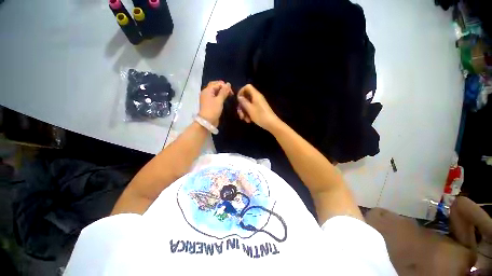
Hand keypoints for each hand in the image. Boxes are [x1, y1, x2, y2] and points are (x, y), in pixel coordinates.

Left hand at [198, 81, 232, 126]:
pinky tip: (224, 99)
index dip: (225, 86)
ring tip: (229, 96)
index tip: (231, 92)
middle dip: (223, 88)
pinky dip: (220, 96)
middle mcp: (206, 92)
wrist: (207, 121)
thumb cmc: (213, 110)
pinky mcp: (209, 103)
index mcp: (207, 90)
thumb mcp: (219, 100)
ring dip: (222, 92)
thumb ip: (224, 92)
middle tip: (230, 93)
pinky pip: (215, 97)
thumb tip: (228, 84)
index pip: (217, 84)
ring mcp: (207, 98)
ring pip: (215, 92)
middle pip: (215, 86)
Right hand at [237, 84, 280, 131]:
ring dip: (244, 112)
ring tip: (245, 119)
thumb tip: (239, 97)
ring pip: (248, 104)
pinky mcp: (260, 110)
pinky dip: (249, 114)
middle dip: (242, 106)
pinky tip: (248, 121)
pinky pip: (252, 109)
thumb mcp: (250, 109)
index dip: (241, 91)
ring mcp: (259, 104)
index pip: (247, 87)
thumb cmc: (260, 116)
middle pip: (246, 97)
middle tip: (240, 113)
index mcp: (255, 95)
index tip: (238, 100)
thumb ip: (243, 102)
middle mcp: (257, 98)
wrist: (272, 124)